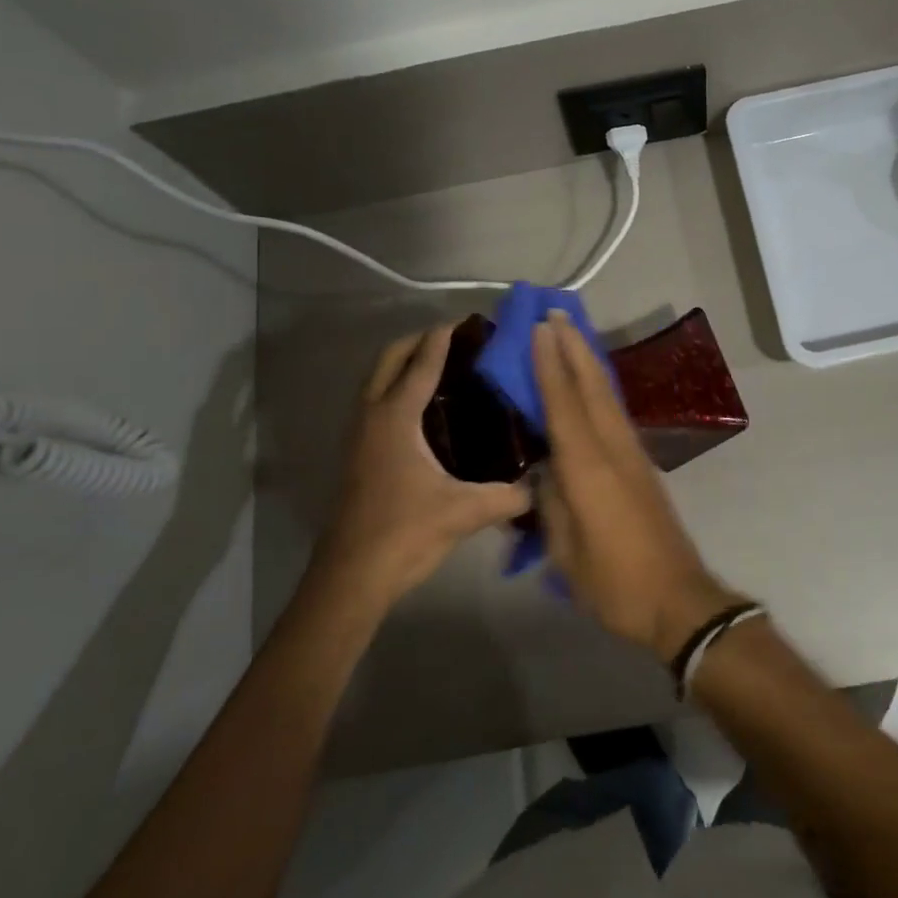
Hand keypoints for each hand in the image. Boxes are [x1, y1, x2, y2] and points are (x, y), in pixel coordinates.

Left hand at [311, 324, 528, 613]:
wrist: (352, 576)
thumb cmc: (404, 532)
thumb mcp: (463, 512)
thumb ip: (509, 495)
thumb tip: (545, 483)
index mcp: (396, 417)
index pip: (422, 363)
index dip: (444, 338)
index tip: (468, 321)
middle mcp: (373, 415)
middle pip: (389, 358)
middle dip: (419, 340)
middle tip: (456, 339)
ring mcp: (360, 434)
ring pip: (377, 379)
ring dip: (404, 363)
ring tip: (444, 366)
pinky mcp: (358, 453)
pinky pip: (377, 401)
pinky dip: (397, 387)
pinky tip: (427, 409)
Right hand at [532, 309, 741, 662]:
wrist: (677, 599)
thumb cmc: (613, 581)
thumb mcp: (566, 550)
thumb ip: (552, 501)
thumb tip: (545, 468)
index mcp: (588, 467)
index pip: (564, 403)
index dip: (550, 365)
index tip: (540, 329)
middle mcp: (613, 449)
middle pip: (592, 386)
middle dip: (574, 347)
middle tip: (555, 314)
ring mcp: (632, 454)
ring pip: (607, 395)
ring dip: (588, 361)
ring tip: (571, 335)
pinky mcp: (642, 465)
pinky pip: (614, 412)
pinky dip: (599, 387)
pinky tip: (590, 384)